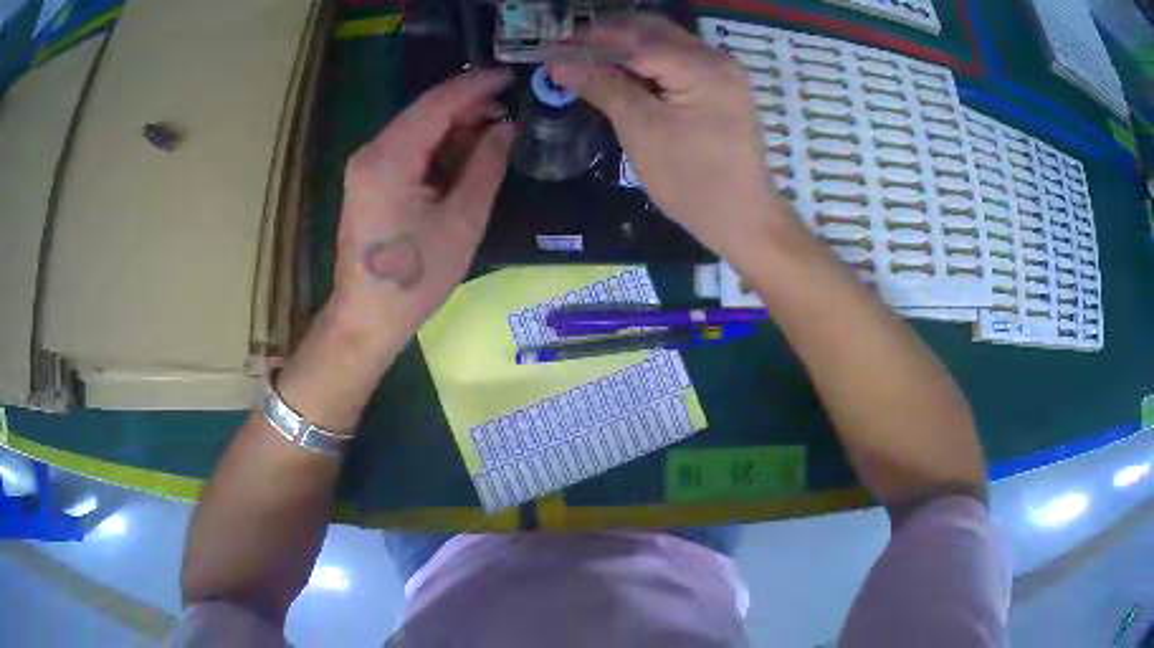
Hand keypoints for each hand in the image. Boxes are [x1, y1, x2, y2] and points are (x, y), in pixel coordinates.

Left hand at [331, 68, 514, 347]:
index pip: (437, 104)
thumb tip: (506, 128)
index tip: (511, 76)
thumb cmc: (415, 278)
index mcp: (390, 158)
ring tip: (496, 134)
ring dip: (456, 127)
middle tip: (511, 112)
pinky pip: (409, 149)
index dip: (476, 86)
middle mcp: (372, 152)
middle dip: (469, 107)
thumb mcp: (462, 221)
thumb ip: (486, 166)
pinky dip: (439, 146)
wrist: (368, 317)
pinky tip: (466, 154)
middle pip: (425, 112)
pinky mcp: (369, 180)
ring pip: (418, 129)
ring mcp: (366, 165)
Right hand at [550, 16, 789, 258]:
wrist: (743, 219)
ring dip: (627, 47)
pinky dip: (649, 62)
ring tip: (589, 61)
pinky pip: (679, 61)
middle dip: (610, 36)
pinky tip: (624, 73)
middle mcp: (717, 58)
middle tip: (570, 51)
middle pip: (654, 32)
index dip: (592, 40)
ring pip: (666, 44)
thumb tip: (559, 61)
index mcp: (702, 66)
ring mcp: (724, 73)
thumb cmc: (692, 180)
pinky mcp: (722, 89)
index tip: (554, 48)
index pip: (636, 38)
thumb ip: (603, 87)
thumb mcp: (642, 131)